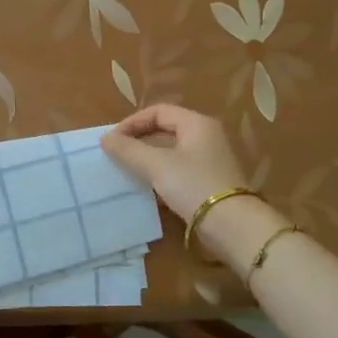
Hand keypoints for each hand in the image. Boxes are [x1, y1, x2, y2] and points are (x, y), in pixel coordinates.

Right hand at [101, 105, 250, 223]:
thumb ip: (129, 150)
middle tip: (116, 155)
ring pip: (171, 152)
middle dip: (138, 141)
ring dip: (147, 159)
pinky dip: (160, 175)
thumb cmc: (194, 185)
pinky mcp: (208, 182)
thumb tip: (105, 139)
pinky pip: (178, 171)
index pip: (158, 111)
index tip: (112, 140)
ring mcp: (209, 161)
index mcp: (196, 124)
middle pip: (165, 130)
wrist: (232, 226)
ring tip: (126, 171)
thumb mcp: (157, 165)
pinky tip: (146, 189)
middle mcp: (205, 137)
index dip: (132, 122)